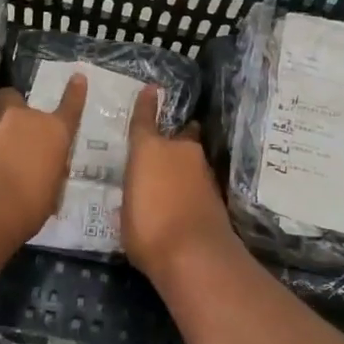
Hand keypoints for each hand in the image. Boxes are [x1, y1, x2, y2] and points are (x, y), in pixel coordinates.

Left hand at [0, 78, 87, 245]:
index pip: (70, 108)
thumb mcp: (50, 193)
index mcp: (53, 133)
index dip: (75, 93)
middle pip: (12, 95)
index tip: (77, 77)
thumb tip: (44, 173)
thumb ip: (48, 174)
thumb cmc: (29, 205)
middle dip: (10, 103)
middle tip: (9, 118)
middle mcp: (23, 120)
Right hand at [121, 86, 237, 279]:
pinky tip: (185, 201)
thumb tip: (138, 195)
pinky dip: (193, 187)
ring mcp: (203, 170)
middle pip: (179, 137)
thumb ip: (133, 196)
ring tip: (173, 181)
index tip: (151, 89)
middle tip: (165, 149)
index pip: (144, 120)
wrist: (195, 255)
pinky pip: (199, 181)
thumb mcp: (126, 214)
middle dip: (174, 140)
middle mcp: (179, 151)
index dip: (146, 105)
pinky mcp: (217, 192)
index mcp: (149, 150)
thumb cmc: (147, 230)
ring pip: (192, 159)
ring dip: (185, 166)